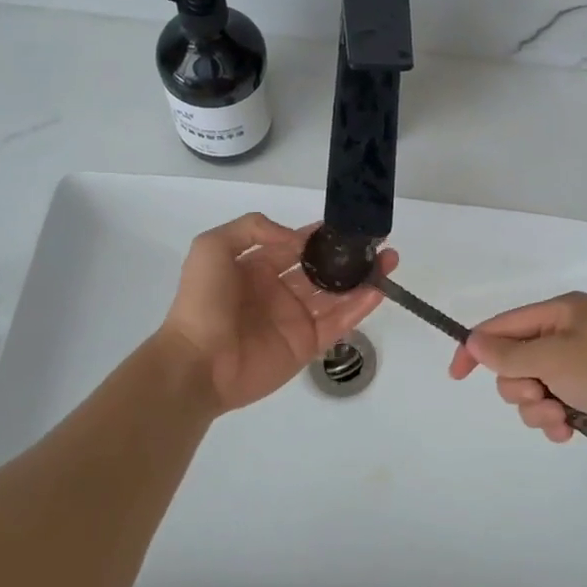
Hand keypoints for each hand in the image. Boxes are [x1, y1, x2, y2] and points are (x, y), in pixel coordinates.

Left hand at [157, 213, 397, 416]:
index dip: (321, 235)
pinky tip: (378, 289)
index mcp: (257, 267)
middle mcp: (279, 290)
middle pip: (322, 268)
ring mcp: (295, 319)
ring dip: (362, 277)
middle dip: (349, 255)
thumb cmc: (203, 302)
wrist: (197, 362)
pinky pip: (338, 322)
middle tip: (378, 242)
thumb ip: (252, 228)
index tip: (347, 225)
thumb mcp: (212, 247)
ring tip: (389, 260)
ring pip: (336, 294)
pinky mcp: (307, 344)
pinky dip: (360, 307)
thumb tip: (297, 237)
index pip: (296, 245)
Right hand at [447, 291, 586, 451]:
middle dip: (520, 386)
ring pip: (535, 390)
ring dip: (539, 409)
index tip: (457, 375)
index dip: (476, 348)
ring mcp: (583, 367)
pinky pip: (556, 408)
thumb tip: (473, 342)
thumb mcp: (552, 356)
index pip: (504, 325)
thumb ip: (508, 353)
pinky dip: (557, 420)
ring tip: (560, 418)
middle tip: (540, 395)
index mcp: (561, 312)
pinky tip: (569, 431)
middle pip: (517, 362)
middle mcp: (569, 335)